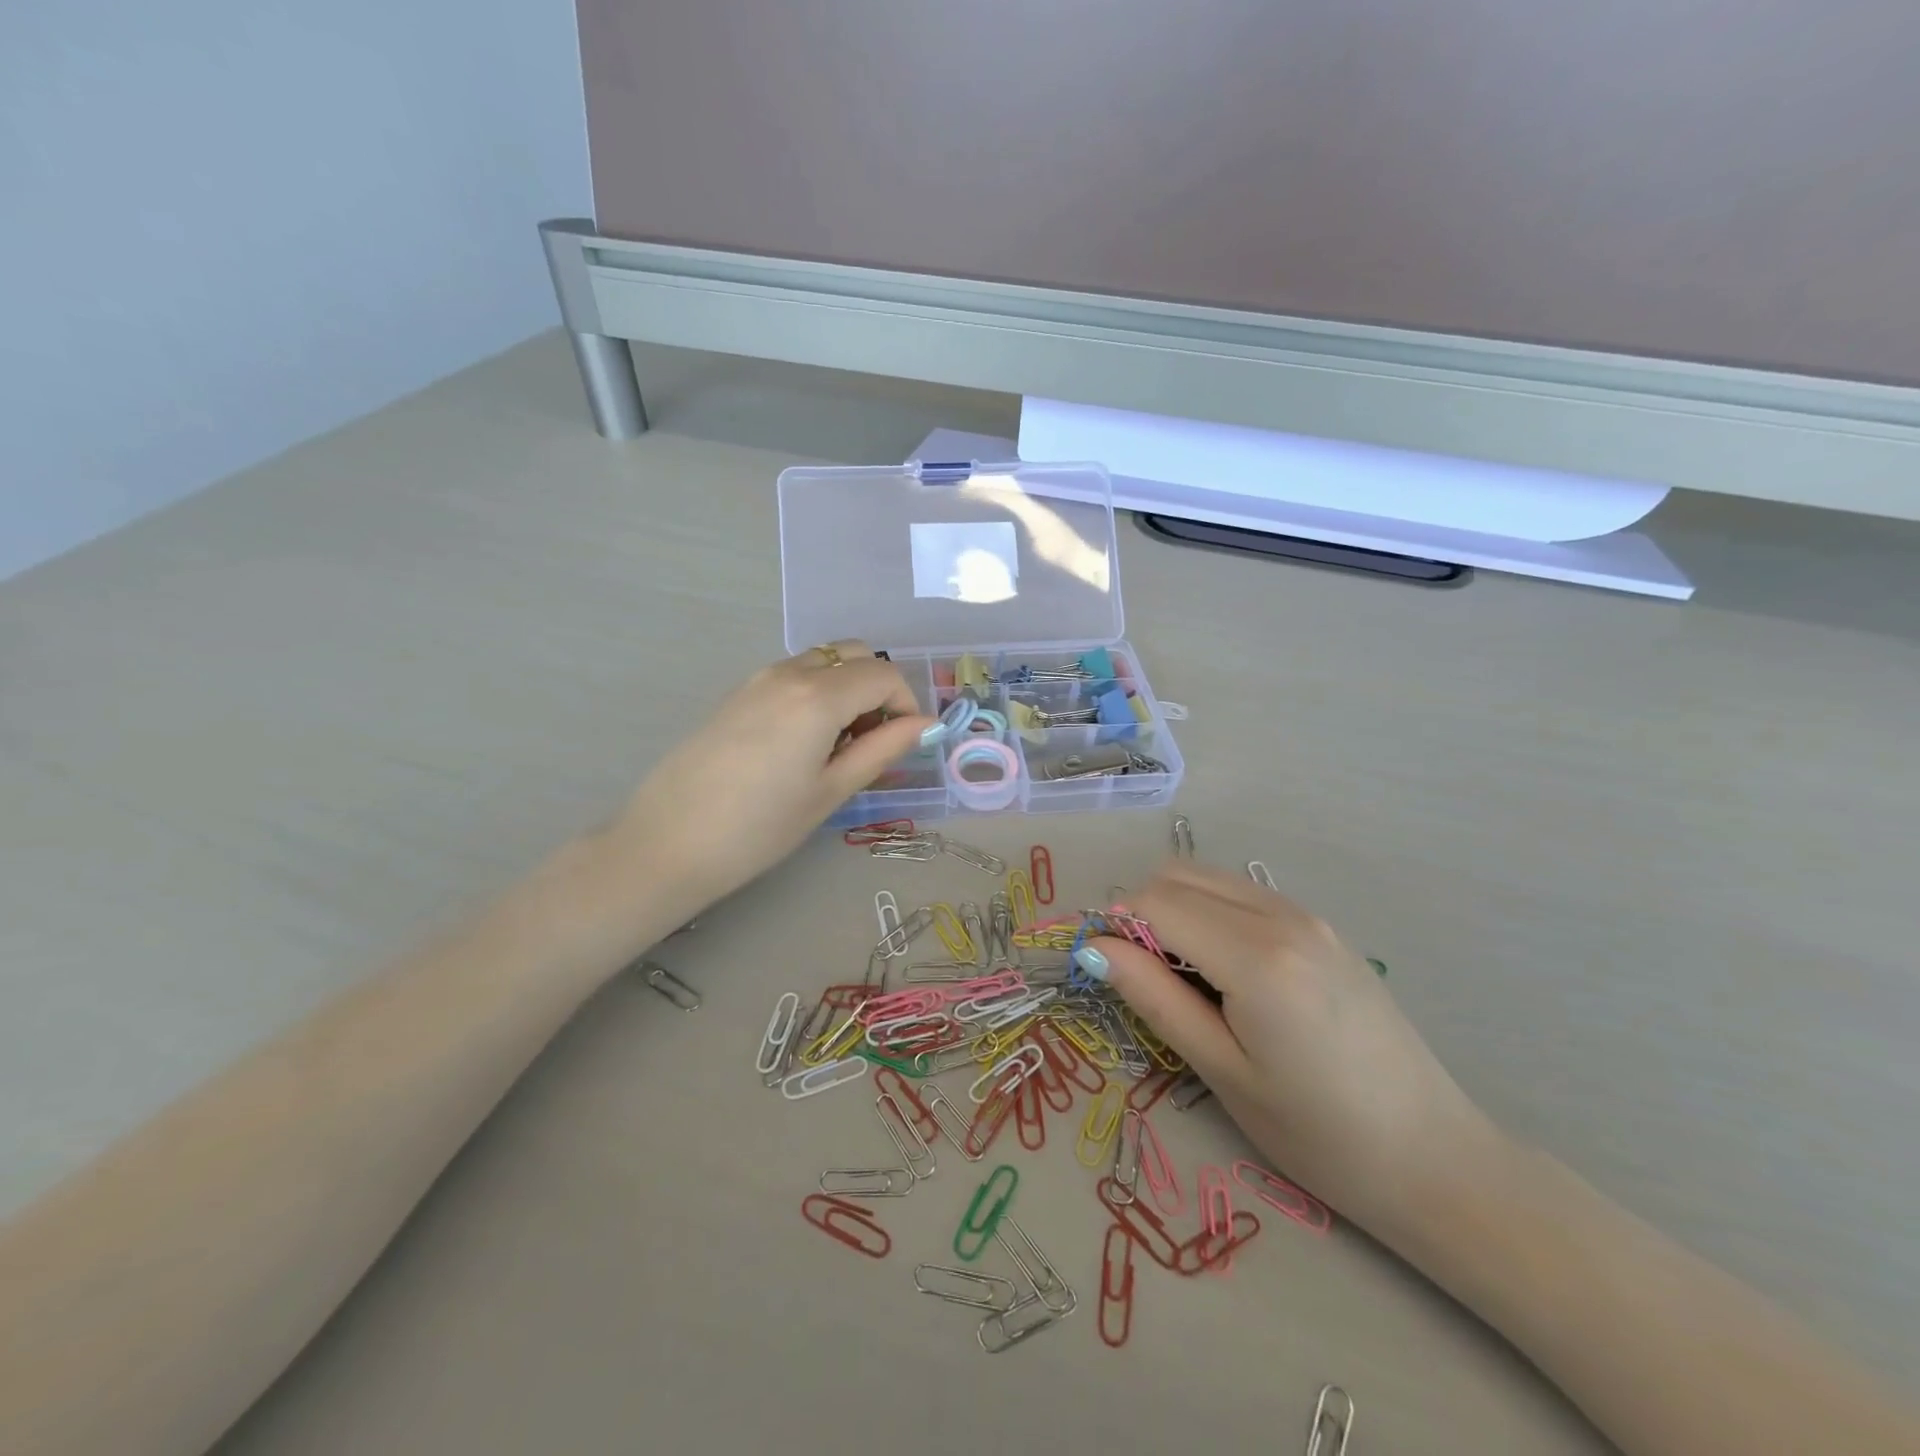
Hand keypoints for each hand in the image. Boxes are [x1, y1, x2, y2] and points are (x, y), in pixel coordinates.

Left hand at [607, 642, 931, 913]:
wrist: (669, 843)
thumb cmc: (760, 828)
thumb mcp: (831, 791)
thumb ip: (883, 750)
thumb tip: (925, 725)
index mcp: (818, 696)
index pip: (883, 674)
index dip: (905, 703)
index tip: (903, 742)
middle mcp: (788, 673)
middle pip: (853, 655)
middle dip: (877, 688)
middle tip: (873, 739)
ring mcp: (757, 679)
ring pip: (822, 662)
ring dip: (846, 689)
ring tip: (837, 745)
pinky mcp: (737, 693)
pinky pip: (792, 675)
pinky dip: (816, 692)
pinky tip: (802, 743)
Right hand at [1085, 861, 1492, 1237]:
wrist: (1437, 1160)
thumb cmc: (1319, 1134)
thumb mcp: (1222, 1071)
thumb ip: (1154, 997)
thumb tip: (1095, 947)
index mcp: (1256, 956)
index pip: (1153, 903)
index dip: (1115, 929)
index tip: (1108, 973)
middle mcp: (1281, 915)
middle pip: (1177, 875)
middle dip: (1142, 913)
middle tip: (1146, 980)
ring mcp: (1308, 915)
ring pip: (1209, 878)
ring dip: (1177, 910)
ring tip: (1187, 980)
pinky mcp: (1323, 927)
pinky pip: (1243, 895)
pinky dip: (1212, 914)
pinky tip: (1228, 973)